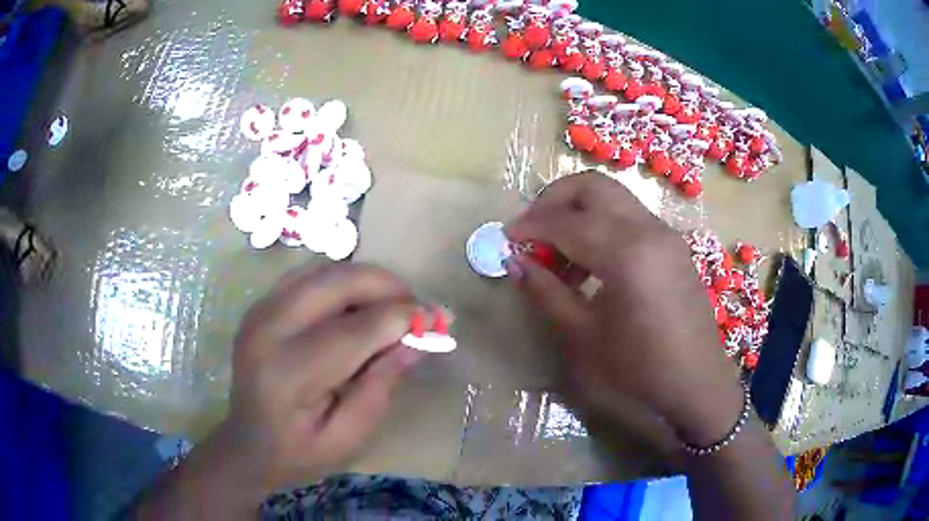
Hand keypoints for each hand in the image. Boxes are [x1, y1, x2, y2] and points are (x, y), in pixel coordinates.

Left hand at [216, 264, 423, 494]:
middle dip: (386, 286)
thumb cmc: (299, 452)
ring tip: (391, 306)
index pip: (356, 330)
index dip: (403, 318)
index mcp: (289, 374)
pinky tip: (356, 306)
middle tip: (417, 308)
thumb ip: (381, 386)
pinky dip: (340, 282)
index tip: (440, 319)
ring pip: (322, 270)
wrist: (247, 444)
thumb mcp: (349, 436)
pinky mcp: (260, 305)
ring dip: (364, 280)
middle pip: (336, 282)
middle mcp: (269, 330)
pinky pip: (308, 275)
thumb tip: (419, 339)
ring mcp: (259, 311)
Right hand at [505, 171, 743, 445]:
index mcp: (626, 252)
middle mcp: (649, 229)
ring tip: (560, 255)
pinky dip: (603, 226)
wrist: (697, 384)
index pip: (566, 221)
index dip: (530, 226)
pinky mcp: (673, 246)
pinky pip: (631, 218)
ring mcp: (665, 235)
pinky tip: (592, 264)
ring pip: (613, 198)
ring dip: (580, 213)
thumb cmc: (639, 369)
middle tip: (533, 230)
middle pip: (593, 186)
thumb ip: (546, 292)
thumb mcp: (584, 336)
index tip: (506, 239)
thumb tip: (515, 261)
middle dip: (554, 199)